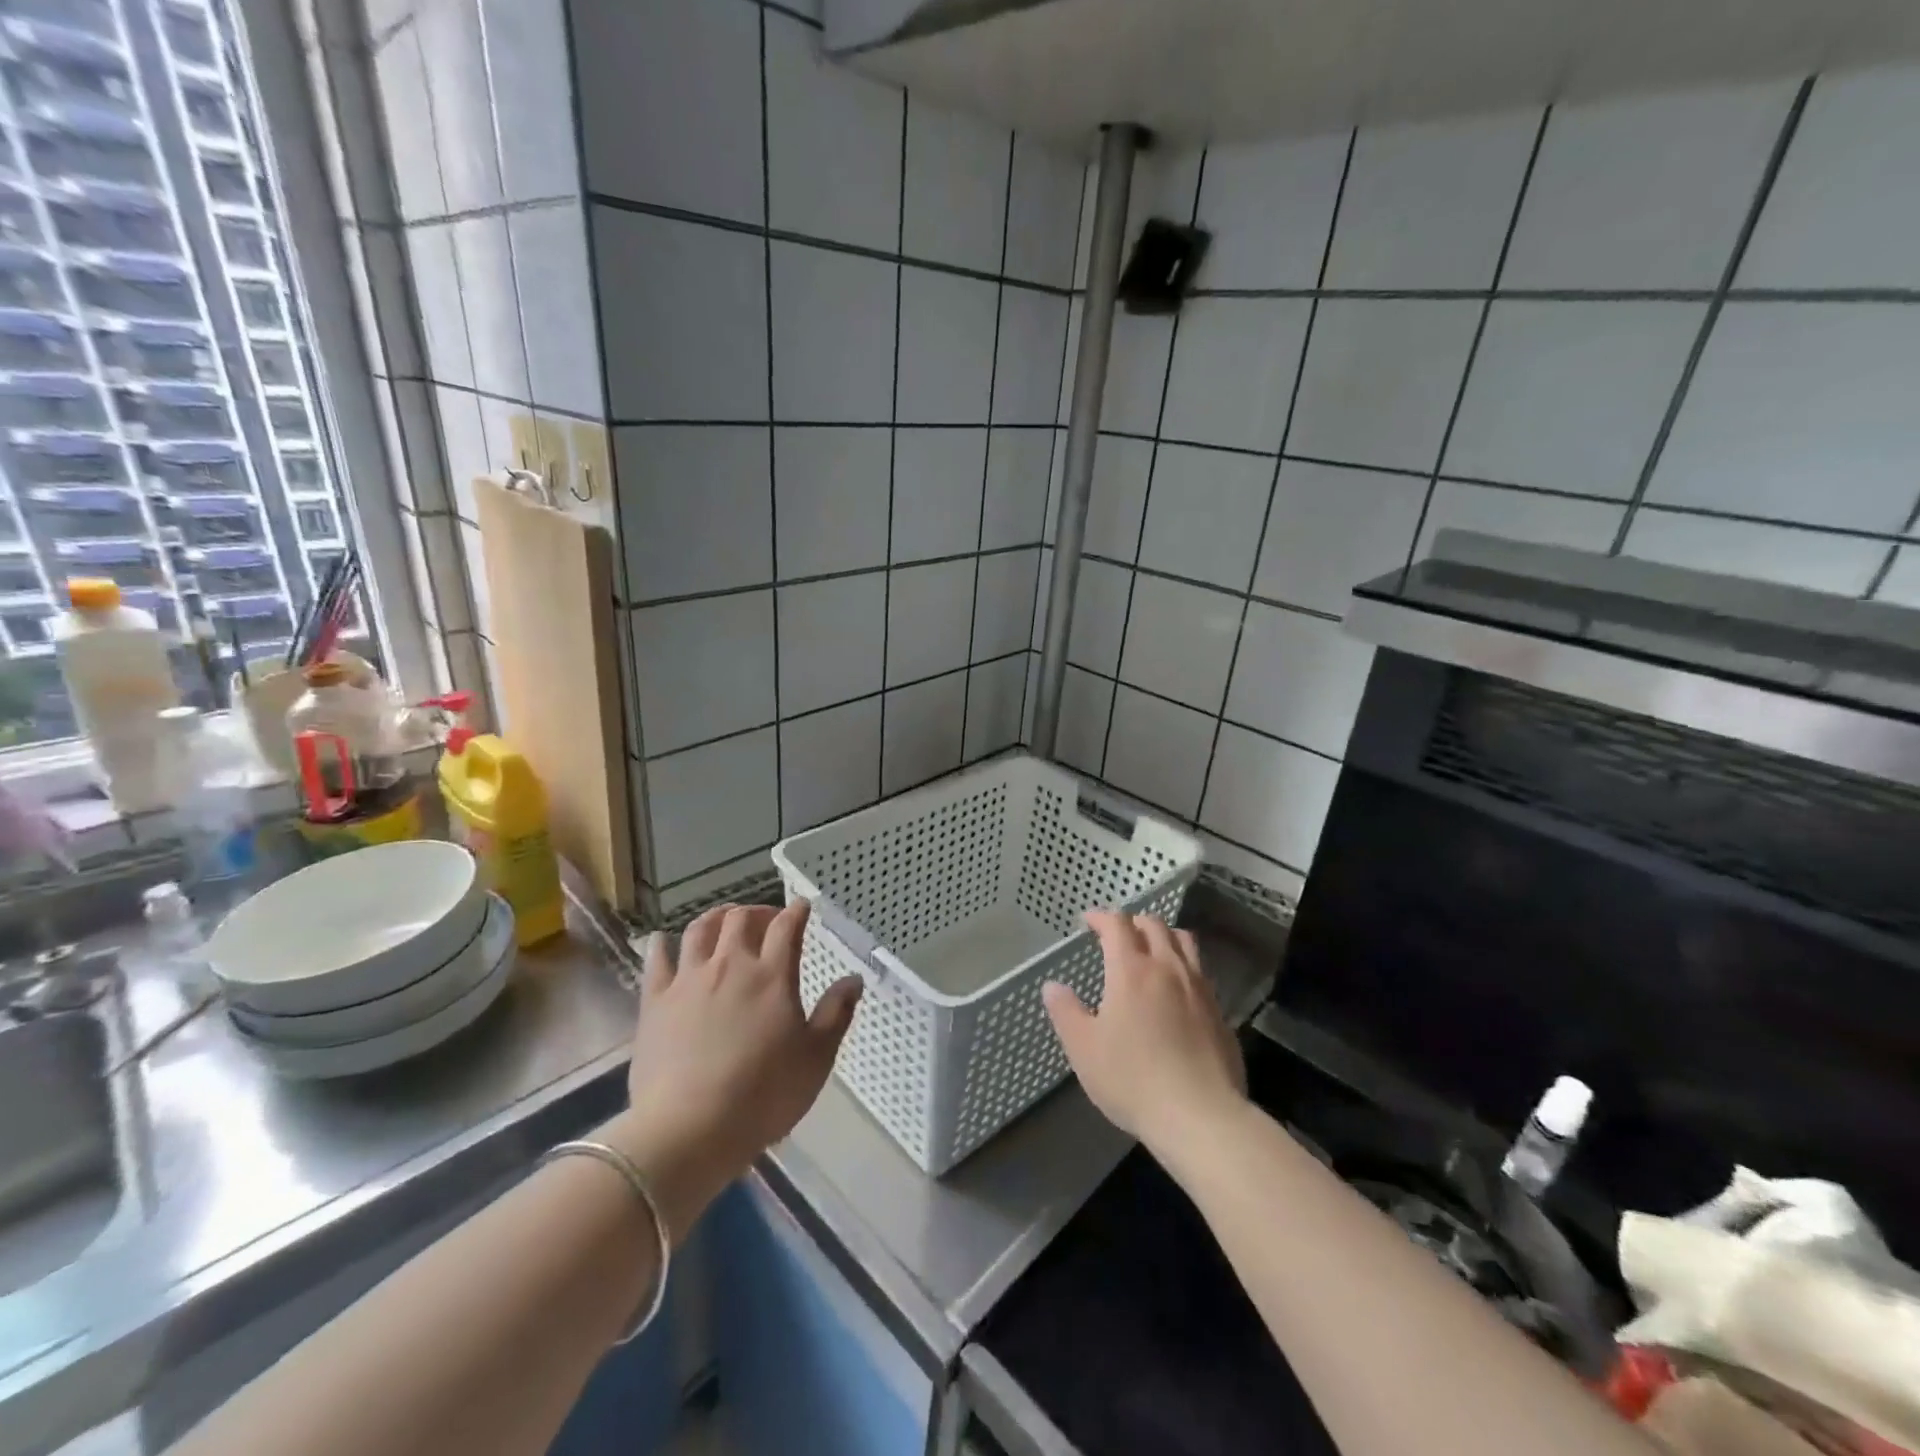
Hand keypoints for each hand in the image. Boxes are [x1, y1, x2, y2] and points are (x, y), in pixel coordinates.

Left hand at [604, 901, 861, 1240]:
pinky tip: (663, 941)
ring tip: (723, 923)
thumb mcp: (816, 1058)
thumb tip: (854, 979)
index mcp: (772, 975)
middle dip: (757, 912)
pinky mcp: (655, 1001)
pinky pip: (656, 960)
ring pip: (700, 930)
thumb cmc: (763, 1095)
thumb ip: (836, 1013)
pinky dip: (661, 944)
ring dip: (715, 918)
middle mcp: (730, 965)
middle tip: (766, 922)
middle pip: (741, 919)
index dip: (796, 911)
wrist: (689, 1129)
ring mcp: (689, 980)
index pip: (786, 927)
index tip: (802, 906)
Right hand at [1043, 911, 1245, 1151]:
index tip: (1088, 921)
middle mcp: (1168, 968)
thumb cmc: (1133, 1079)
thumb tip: (1053, 986)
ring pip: (1184, 942)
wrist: (1201, 1116)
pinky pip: (1200, 971)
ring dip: (1163, 935)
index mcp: (1131, 970)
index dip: (1101, 917)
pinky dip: (1183, 964)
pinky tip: (1176, 988)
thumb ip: (1066, 1012)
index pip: (1117, 925)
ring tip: (1151, 948)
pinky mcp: (1219, 1012)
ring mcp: (1199, 988)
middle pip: (1154, 925)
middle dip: (1133, 921)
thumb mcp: (1084, 1048)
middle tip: (1117, 933)